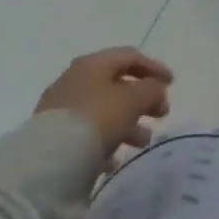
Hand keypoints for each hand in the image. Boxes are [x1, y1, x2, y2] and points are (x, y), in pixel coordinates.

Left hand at [35, 48, 173, 161]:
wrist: (47, 162)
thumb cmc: (96, 119)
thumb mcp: (133, 100)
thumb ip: (151, 90)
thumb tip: (157, 91)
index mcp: (93, 64)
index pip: (129, 57)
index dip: (154, 68)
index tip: (172, 84)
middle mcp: (75, 80)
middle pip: (116, 84)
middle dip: (142, 99)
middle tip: (160, 114)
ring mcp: (61, 109)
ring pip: (103, 111)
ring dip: (127, 123)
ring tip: (142, 142)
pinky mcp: (53, 137)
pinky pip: (87, 134)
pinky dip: (106, 142)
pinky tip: (114, 160)